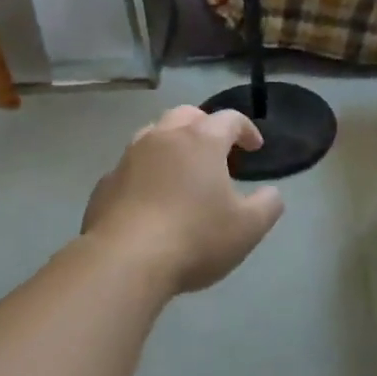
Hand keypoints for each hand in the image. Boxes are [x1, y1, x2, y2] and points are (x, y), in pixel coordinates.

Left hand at [83, 107, 285, 292]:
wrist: (124, 260)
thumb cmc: (195, 238)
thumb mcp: (247, 228)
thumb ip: (267, 205)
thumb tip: (271, 193)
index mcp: (200, 141)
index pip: (229, 119)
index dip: (246, 130)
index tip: (255, 148)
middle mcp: (162, 138)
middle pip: (187, 115)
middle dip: (206, 126)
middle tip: (217, 151)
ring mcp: (128, 158)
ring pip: (153, 135)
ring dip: (172, 144)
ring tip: (183, 170)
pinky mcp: (105, 183)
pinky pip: (131, 167)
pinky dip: (146, 172)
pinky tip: (151, 199)